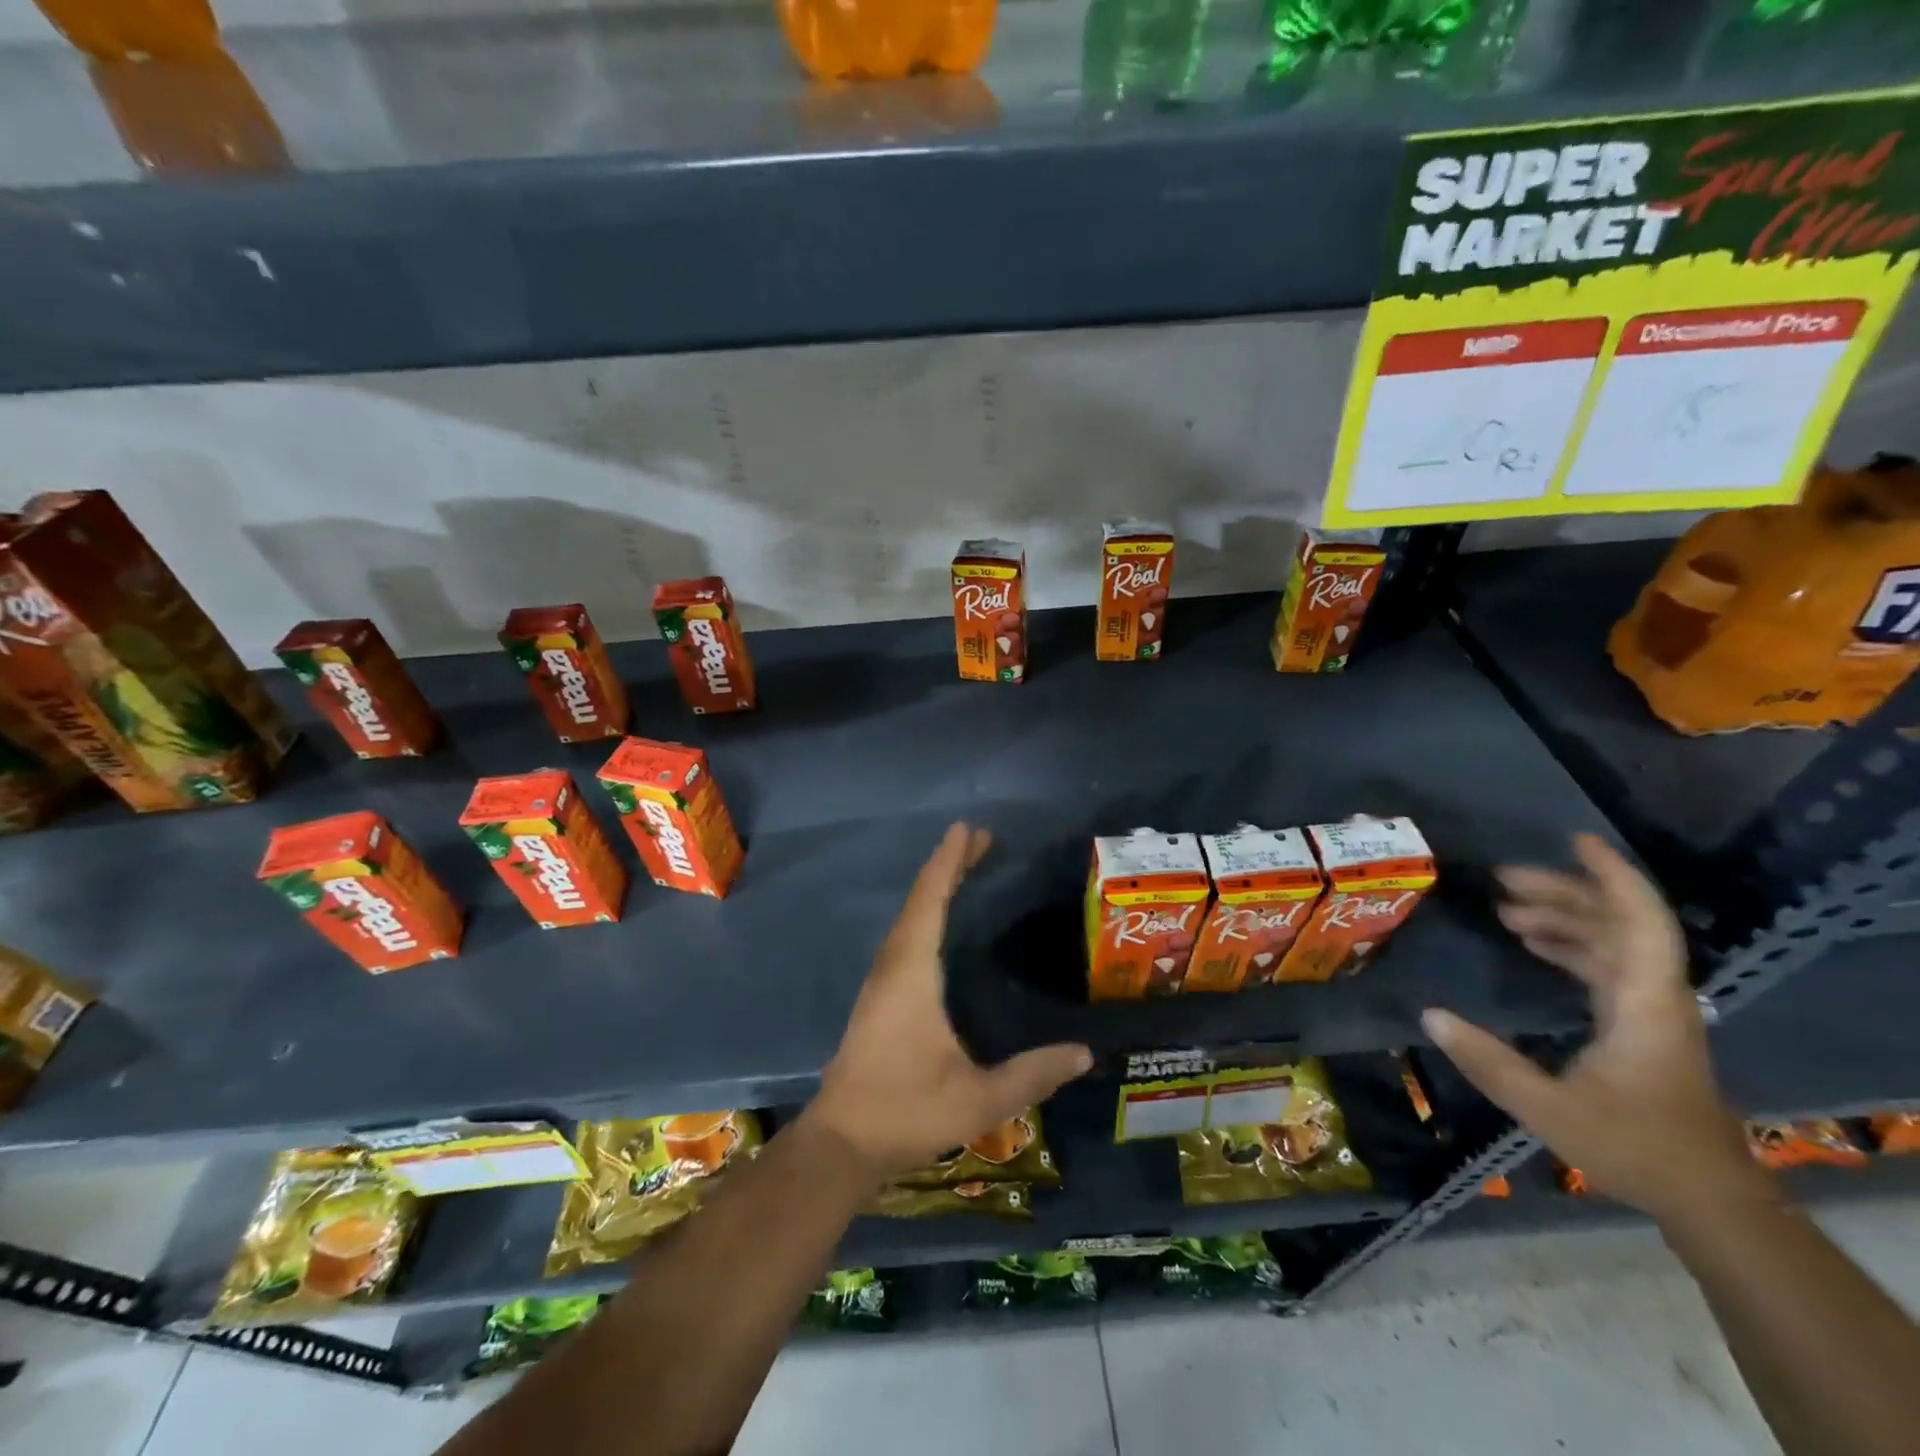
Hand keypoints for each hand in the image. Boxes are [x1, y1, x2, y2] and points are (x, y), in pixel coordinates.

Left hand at [808, 823, 1093, 1178]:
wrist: (841, 1143)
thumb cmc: (906, 1111)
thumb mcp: (978, 1098)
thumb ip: (1033, 1074)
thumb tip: (1085, 1052)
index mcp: (912, 972)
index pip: (931, 901)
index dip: (949, 862)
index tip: (968, 829)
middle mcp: (893, 965)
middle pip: (920, 900)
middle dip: (948, 866)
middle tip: (982, 841)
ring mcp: (881, 981)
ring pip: (910, 918)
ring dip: (935, 888)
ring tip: (965, 870)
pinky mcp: (879, 998)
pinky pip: (905, 937)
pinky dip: (926, 914)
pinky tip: (941, 926)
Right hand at [1423, 834, 1763, 1221]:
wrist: (1707, 1196)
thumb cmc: (1636, 1146)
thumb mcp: (1550, 1108)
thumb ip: (1488, 1061)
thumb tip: (1430, 1014)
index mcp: (1643, 1002)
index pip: (1638, 922)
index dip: (1611, 877)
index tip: (1575, 841)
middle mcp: (1652, 994)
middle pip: (1616, 922)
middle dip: (1562, 892)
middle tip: (1501, 879)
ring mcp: (1649, 1009)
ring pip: (1611, 941)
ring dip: (1562, 916)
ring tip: (1505, 908)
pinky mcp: (1641, 1024)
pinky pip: (1606, 964)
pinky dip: (1569, 943)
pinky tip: (1532, 944)